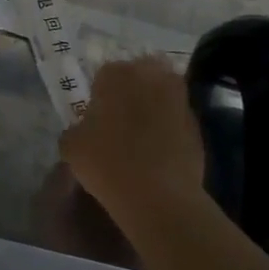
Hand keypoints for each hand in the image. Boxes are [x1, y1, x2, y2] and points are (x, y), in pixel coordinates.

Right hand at [59, 56, 205, 225]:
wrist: (158, 195)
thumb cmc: (106, 162)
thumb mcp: (71, 146)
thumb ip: (76, 129)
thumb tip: (84, 130)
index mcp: (116, 74)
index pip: (104, 74)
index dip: (100, 94)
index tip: (97, 115)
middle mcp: (150, 76)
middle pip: (139, 75)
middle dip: (131, 91)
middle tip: (120, 118)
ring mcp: (179, 98)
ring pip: (161, 94)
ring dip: (153, 106)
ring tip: (141, 135)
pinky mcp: (197, 124)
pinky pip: (177, 119)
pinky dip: (169, 128)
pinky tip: (159, 152)